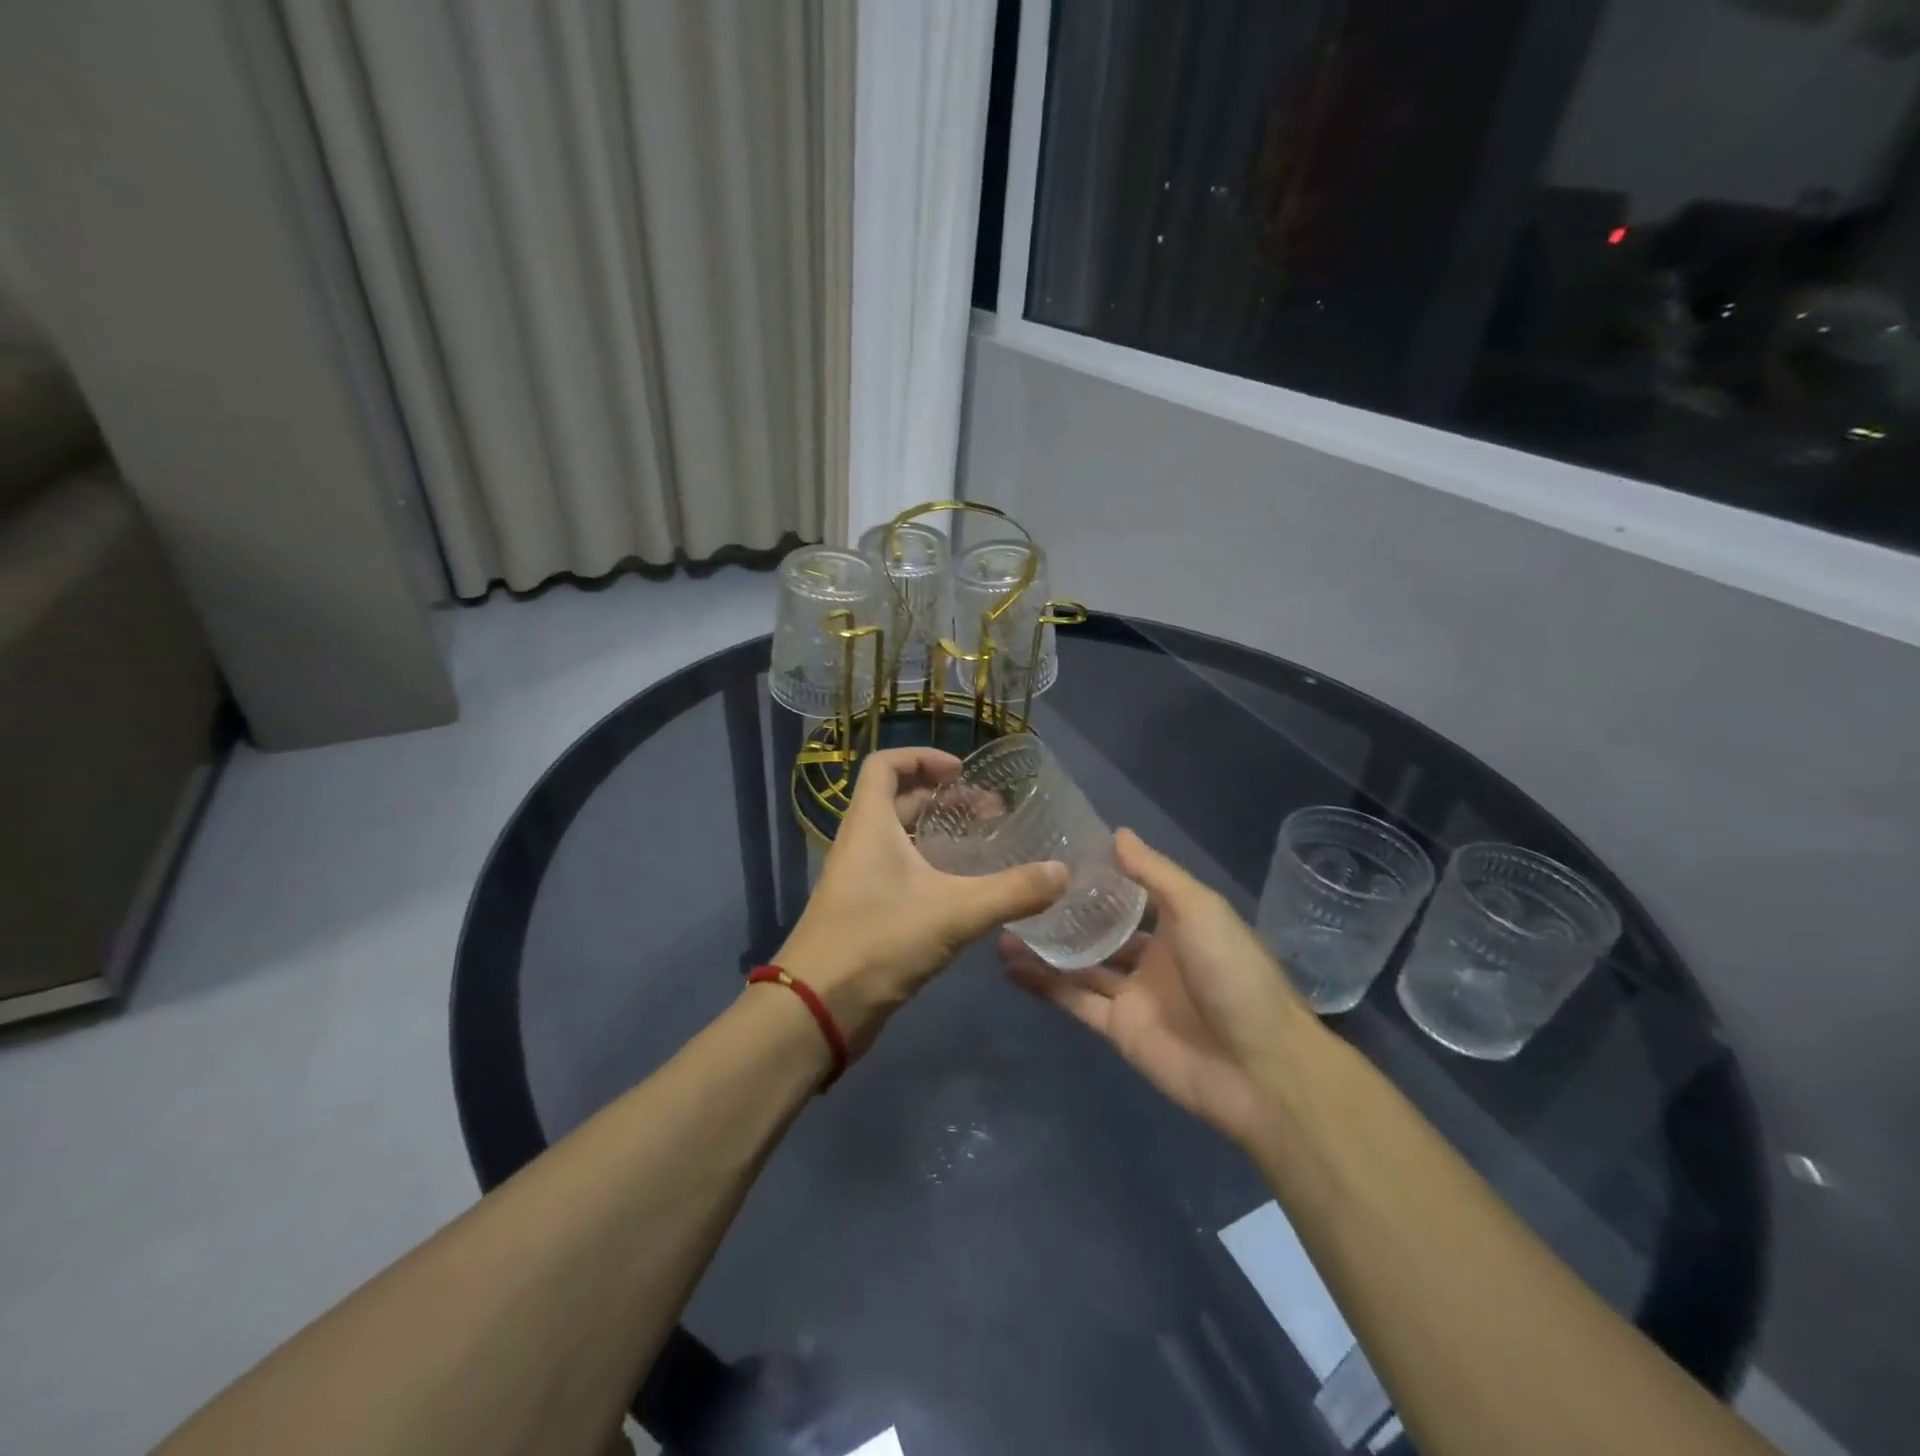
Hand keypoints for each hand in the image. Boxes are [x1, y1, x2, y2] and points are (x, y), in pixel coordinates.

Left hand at [775, 747, 1066, 1056]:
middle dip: (946, 800)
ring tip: (986, 847)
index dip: (922, 757)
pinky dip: (932, 867)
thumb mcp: (954, 913)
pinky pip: (901, 871)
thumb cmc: (879, 941)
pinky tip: (966, 890)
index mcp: (870, 824)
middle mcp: (861, 843)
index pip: (886, 764)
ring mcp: (861, 878)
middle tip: (992, 814)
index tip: (962, 771)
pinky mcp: (865, 910)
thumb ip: (1012, 891)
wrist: (819, 1009)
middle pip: (900, 800)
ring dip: (941, 835)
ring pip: (902, 839)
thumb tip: (1062, 873)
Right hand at [1000, 829, 1319, 1150]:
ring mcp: (1134, 993)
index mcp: (1179, 922)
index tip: (1057, 856)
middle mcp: (1155, 954)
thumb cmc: (1233, 974)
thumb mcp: (1200, 909)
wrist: (1260, 1070)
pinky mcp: (1118, 1029)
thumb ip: (1156, 874)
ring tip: (1002, 926)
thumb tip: (1118, 833)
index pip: (1132, 892)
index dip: (1100, 876)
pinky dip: (1044, 985)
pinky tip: (1010, 966)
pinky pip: (1074, 1001)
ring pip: (1081, 964)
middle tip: (1019, 892)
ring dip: (1046, 948)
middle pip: (1101, 929)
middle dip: (1065, 914)